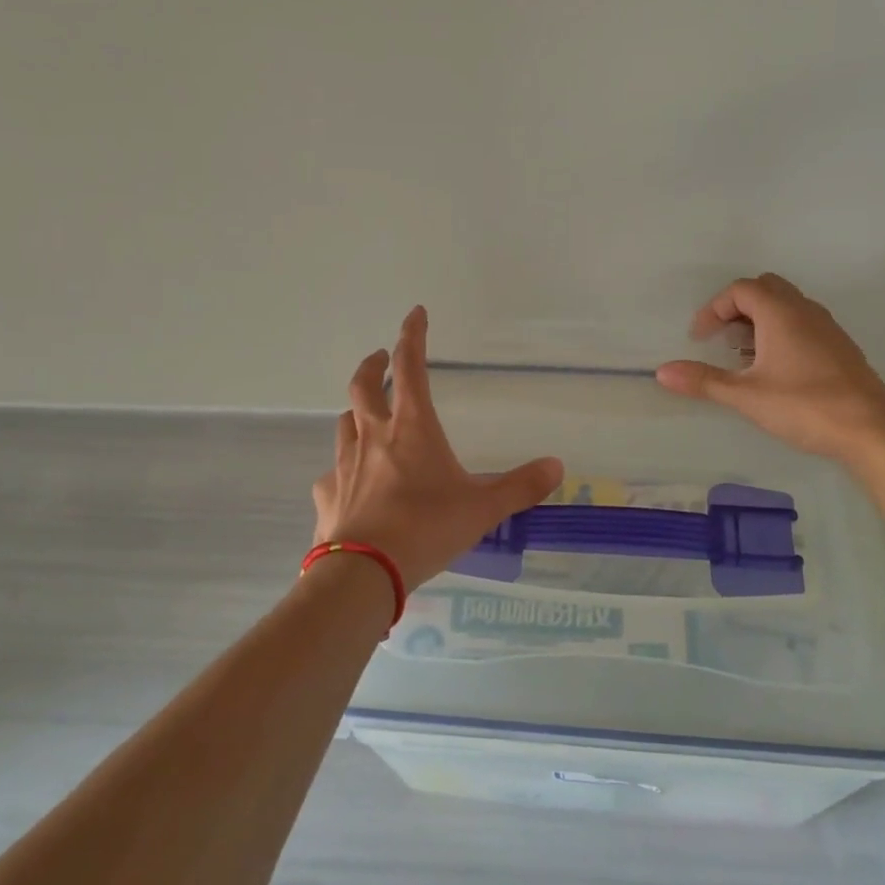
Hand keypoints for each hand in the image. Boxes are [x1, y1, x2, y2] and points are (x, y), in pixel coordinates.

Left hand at [313, 306, 563, 591]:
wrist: (365, 572)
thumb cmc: (427, 528)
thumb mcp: (482, 507)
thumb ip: (520, 486)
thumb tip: (556, 466)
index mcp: (412, 427)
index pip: (410, 366)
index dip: (413, 335)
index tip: (415, 313)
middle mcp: (373, 436)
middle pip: (362, 386)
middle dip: (372, 365)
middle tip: (381, 359)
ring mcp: (344, 465)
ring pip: (344, 424)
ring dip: (356, 413)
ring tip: (368, 418)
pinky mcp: (327, 495)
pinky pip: (333, 473)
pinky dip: (343, 470)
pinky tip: (352, 485)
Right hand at [655, 273, 884, 458]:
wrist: (871, 429)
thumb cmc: (804, 406)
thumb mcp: (745, 396)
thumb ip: (703, 381)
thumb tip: (662, 372)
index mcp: (781, 313)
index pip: (741, 289)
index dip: (714, 309)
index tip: (699, 338)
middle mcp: (805, 310)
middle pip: (765, 289)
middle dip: (736, 308)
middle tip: (721, 339)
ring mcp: (827, 327)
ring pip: (786, 306)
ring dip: (759, 321)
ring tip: (743, 356)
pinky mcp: (839, 347)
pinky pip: (802, 324)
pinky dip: (780, 333)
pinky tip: (774, 370)